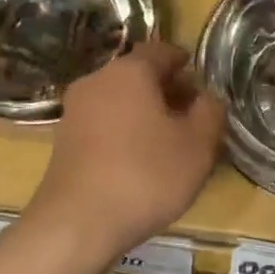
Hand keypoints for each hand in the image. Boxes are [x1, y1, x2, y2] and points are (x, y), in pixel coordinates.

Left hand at [28, 40, 224, 258]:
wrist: (78, 222)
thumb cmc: (146, 175)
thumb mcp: (198, 145)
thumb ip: (210, 112)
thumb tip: (207, 97)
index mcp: (129, 71)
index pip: (161, 51)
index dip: (184, 62)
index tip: (200, 79)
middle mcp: (97, 81)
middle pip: (138, 75)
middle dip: (166, 90)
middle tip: (192, 114)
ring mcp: (74, 111)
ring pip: (119, 100)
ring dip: (145, 112)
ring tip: (170, 141)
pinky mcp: (63, 140)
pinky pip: (103, 123)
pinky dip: (124, 131)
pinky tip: (140, 160)